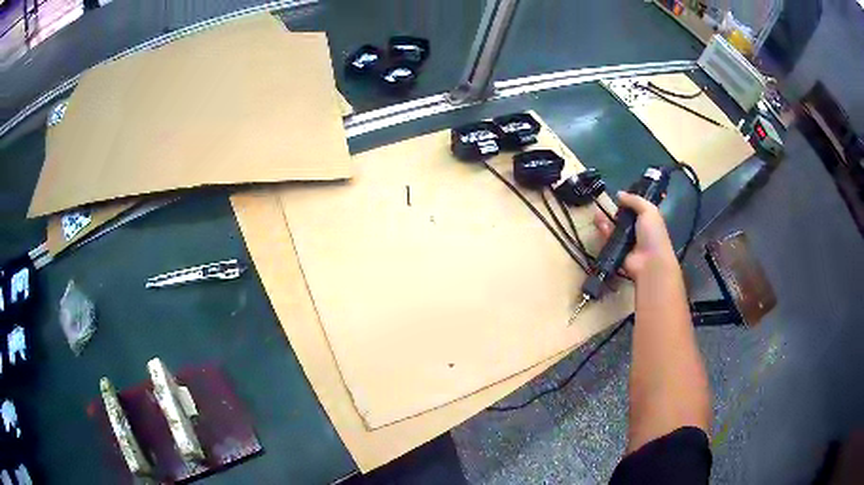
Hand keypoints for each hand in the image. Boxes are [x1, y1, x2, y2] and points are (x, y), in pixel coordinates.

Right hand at [594, 191, 677, 280]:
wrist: (650, 262)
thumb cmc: (653, 234)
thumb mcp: (648, 211)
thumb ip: (634, 200)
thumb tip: (619, 194)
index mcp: (647, 220)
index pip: (634, 209)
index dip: (626, 202)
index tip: (616, 196)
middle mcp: (636, 230)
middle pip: (621, 218)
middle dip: (612, 211)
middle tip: (601, 204)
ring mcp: (626, 242)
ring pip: (613, 228)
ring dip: (605, 220)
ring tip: (597, 214)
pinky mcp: (616, 251)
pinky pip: (608, 240)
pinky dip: (604, 232)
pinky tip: (599, 225)